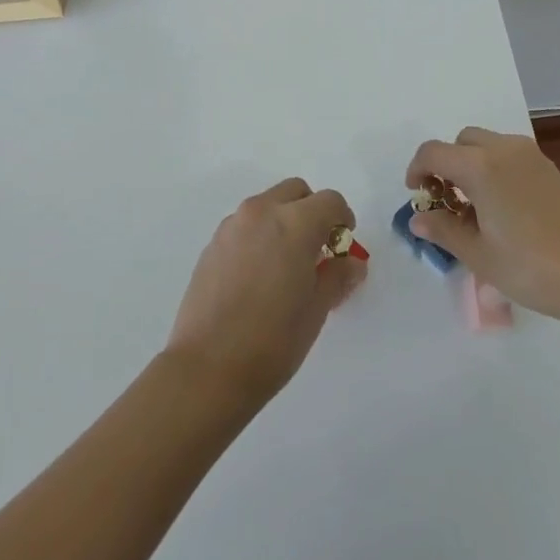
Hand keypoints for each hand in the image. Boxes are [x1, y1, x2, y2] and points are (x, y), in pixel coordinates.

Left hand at [165, 178, 366, 404]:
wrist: (208, 367)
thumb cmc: (273, 340)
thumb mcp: (316, 310)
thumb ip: (337, 277)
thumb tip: (351, 263)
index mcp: (294, 223)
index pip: (330, 201)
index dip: (343, 218)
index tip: (343, 245)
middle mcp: (261, 212)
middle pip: (295, 192)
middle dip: (312, 211)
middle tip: (318, 249)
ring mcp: (232, 225)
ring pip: (267, 205)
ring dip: (284, 221)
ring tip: (287, 266)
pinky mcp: (212, 243)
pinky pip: (245, 225)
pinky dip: (260, 235)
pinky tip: (258, 276)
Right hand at [406, 128, 559, 326]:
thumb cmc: (533, 268)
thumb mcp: (479, 256)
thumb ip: (444, 230)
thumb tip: (418, 218)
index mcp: (480, 166)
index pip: (434, 152)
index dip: (417, 169)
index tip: (417, 195)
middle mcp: (504, 149)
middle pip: (461, 142)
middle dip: (445, 165)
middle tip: (444, 201)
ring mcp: (530, 156)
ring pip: (486, 145)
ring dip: (470, 165)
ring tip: (473, 208)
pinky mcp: (549, 169)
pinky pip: (508, 156)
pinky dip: (493, 169)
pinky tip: (501, 209)